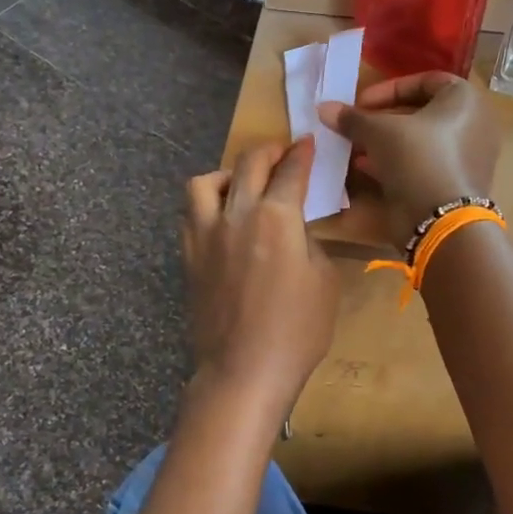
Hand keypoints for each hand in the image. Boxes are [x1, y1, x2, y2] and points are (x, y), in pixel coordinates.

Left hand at [182, 139, 337, 417]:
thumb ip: (308, 244)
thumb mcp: (324, 281)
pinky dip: (206, 206)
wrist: (243, 371)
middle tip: (281, 153)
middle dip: (268, 151)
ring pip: (204, 183)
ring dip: (226, 174)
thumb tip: (293, 232)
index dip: (301, 154)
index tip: (307, 143)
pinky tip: (220, 220)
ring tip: (240, 185)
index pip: (290, 172)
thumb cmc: (296, 331)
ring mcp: (205, 236)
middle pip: (247, 164)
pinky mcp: (189, 258)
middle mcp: (236, 215)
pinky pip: (190, 216)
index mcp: (275, 217)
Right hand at [317, 73, 499, 243]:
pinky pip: (423, 164)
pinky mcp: (454, 184)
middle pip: (421, 112)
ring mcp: (466, 158)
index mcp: (465, 100)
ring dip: (386, 143)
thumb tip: (323, 108)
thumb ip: (353, 118)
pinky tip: (366, 168)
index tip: (361, 102)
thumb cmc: (417, 158)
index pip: (425, 80)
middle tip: (356, 125)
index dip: (389, 88)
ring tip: (356, 147)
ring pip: (419, 141)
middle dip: (383, 118)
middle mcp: (473, 125)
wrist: (440, 220)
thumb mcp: (379, 132)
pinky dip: (396, 163)